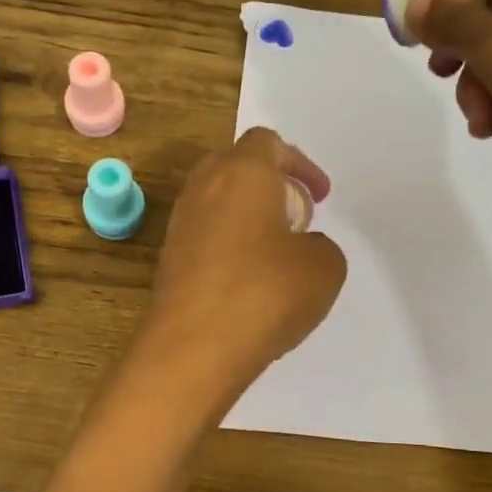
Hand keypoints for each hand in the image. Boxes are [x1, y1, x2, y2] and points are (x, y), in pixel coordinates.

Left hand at [139, 128, 346, 407]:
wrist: (192, 349)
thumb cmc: (264, 294)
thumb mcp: (324, 267)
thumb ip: (320, 245)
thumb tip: (300, 248)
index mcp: (242, 172)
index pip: (267, 142)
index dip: (300, 164)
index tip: (319, 197)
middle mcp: (203, 188)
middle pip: (236, 166)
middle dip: (269, 184)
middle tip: (295, 218)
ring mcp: (179, 224)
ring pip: (216, 202)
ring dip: (246, 216)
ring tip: (274, 253)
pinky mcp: (167, 259)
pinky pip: (203, 236)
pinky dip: (227, 245)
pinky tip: (246, 282)